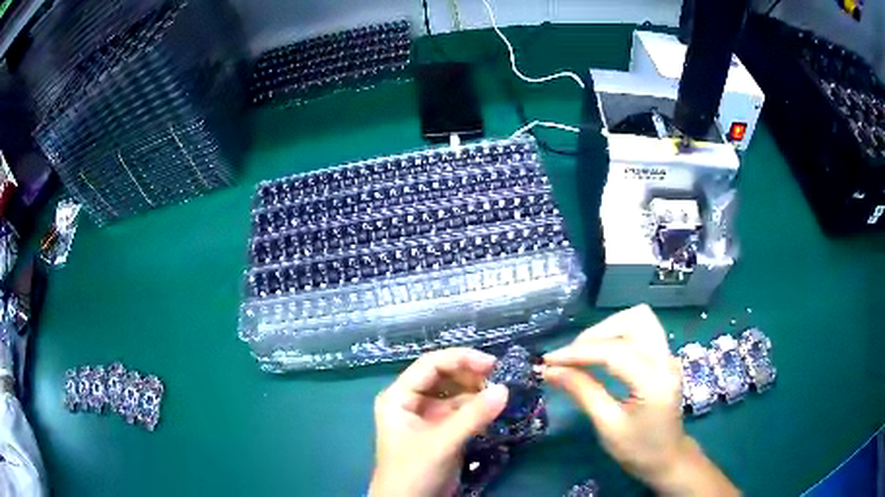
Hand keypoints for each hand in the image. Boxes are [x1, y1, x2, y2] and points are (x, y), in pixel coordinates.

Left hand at [369, 348, 508, 496]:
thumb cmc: (414, 470)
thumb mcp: (442, 442)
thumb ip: (473, 416)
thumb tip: (506, 389)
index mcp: (399, 396)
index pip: (430, 365)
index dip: (461, 359)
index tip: (493, 364)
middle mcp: (411, 401)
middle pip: (444, 376)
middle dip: (471, 375)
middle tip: (501, 379)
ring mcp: (427, 417)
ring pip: (455, 394)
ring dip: (477, 392)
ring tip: (501, 393)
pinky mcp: (441, 431)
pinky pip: (462, 412)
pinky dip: (478, 409)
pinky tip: (494, 409)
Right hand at [543, 305, 737, 495]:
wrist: (667, 458)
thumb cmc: (638, 449)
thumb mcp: (607, 426)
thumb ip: (582, 392)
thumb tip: (550, 371)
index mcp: (655, 381)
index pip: (615, 352)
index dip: (578, 352)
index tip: (548, 360)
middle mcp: (666, 359)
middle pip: (633, 321)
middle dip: (596, 334)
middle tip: (570, 358)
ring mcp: (668, 354)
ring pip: (639, 319)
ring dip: (608, 329)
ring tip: (584, 352)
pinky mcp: (664, 356)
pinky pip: (641, 330)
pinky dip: (617, 334)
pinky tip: (601, 353)